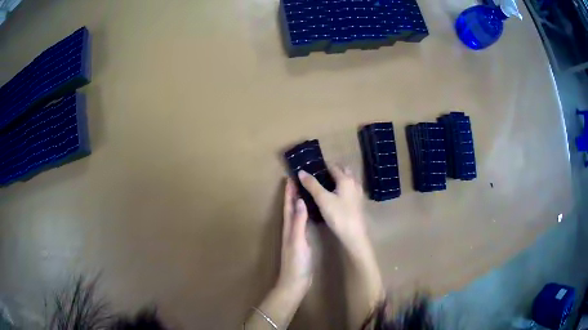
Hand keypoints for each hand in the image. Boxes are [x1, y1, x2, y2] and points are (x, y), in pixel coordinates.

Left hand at [276, 179, 312, 293]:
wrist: (296, 281)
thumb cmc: (296, 262)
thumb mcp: (298, 241)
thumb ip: (299, 221)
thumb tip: (300, 201)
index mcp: (288, 227)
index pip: (288, 205)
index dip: (288, 192)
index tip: (290, 177)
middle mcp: (290, 229)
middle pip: (291, 208)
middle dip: (293, 194)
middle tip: (298, 180)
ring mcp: (296, 236)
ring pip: (296, 214)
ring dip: (298, 202)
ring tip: (305, 191)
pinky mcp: (302, 242)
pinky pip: (302, 222)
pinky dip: (305, 214)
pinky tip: (310, 213)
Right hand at [298, 166, 367, 249]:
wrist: (354, 235)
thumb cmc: (338, 215)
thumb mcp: (322, 199)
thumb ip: (312, 185)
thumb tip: (301, 172)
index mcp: (345, 179)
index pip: (333, 166)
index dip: (322, 166)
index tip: (311, 168)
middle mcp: (354, 183)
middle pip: (343, 171)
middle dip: (332, 170)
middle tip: (318, 176)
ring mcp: (358, 193)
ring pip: (348, 180)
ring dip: (339, 179)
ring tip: (325, 185)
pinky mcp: (358, 202)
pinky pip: (350, 189)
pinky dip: (343, 188)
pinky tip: (336, 196)